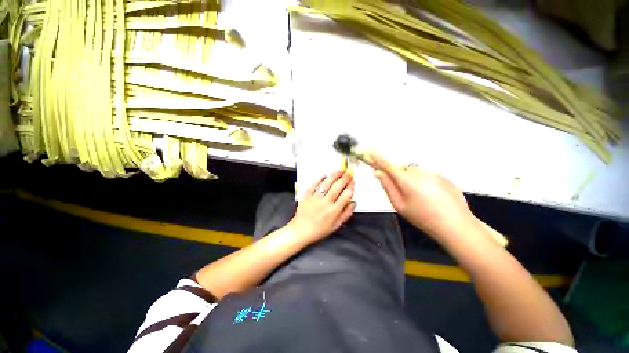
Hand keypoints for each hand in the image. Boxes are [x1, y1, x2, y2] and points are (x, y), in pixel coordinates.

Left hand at [289, 171, 355, 242]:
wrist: (301, 230)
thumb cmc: (319, 229)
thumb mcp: (336, 225)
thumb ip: (346, 214)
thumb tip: (353, 203)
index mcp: (334, 211)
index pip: (345, 195)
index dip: (350, 187)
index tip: (353, 181)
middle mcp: (325, 203)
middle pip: (337, 187)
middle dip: (345, 178)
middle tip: (349, 172)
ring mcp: (315, 198)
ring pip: (326, 184)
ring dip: (334, 176)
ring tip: (340, 170)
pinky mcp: (307, 195)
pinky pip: (314, 185)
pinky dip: (319, 178)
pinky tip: (325, 174)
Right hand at [371, 153, 474, 240]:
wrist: (456, 225)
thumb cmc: (424, 218)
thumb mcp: (400, 205)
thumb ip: (388, 187)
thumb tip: (378, 173)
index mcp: (407, 181)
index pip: (388, 165)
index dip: (377, 159)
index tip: (369, 153)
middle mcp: (420, 173)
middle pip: (402, 169)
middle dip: (398, 177)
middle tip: (404, 194)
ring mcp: (433, 173)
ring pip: (414, 172)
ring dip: (412, 180)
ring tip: (421, 198)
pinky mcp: (443, 176)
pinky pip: (427, 175)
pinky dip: (424, 183)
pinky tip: (431, 197)